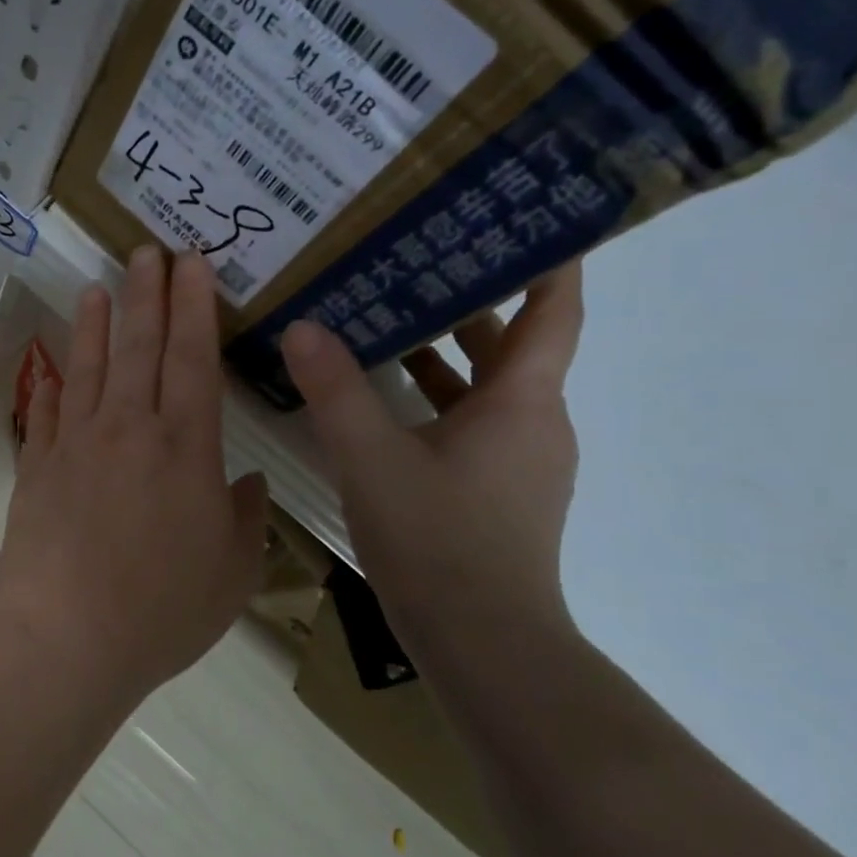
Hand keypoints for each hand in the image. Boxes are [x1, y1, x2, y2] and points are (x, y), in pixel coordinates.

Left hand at [0, 247, 267, 697]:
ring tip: (100, 286)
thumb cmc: (161, 610)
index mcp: (186, 449)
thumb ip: (245, 519)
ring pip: (89, 366)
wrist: (67, 635)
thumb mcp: (232, 573)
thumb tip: (246, 482)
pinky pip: (48, 411)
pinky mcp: (38, 466)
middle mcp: (130, 430)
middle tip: (149, 251)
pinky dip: (53, 381)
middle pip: (141, 347)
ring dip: (97, 322)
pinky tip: (56, 362)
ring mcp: (77, 444)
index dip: (195, 307)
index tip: (192, 265)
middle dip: (148, 294)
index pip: (194, 359)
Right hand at [281, 264, 586, 657]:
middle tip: (412, 261)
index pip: (554, 309)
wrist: (481, 642)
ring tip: (384, 321)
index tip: (520, 215)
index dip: (548, 258)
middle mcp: (533, 423)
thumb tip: (302, 328)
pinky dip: (433, 402)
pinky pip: (469, 425)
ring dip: (444, 354)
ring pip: (486, 389)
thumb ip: (335, 391)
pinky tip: (380, 404)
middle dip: (469, 301)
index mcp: (522, 401)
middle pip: (512, 344)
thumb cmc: (438, 540)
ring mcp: (518, 463)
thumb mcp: (372, 459)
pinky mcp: (496, 494)